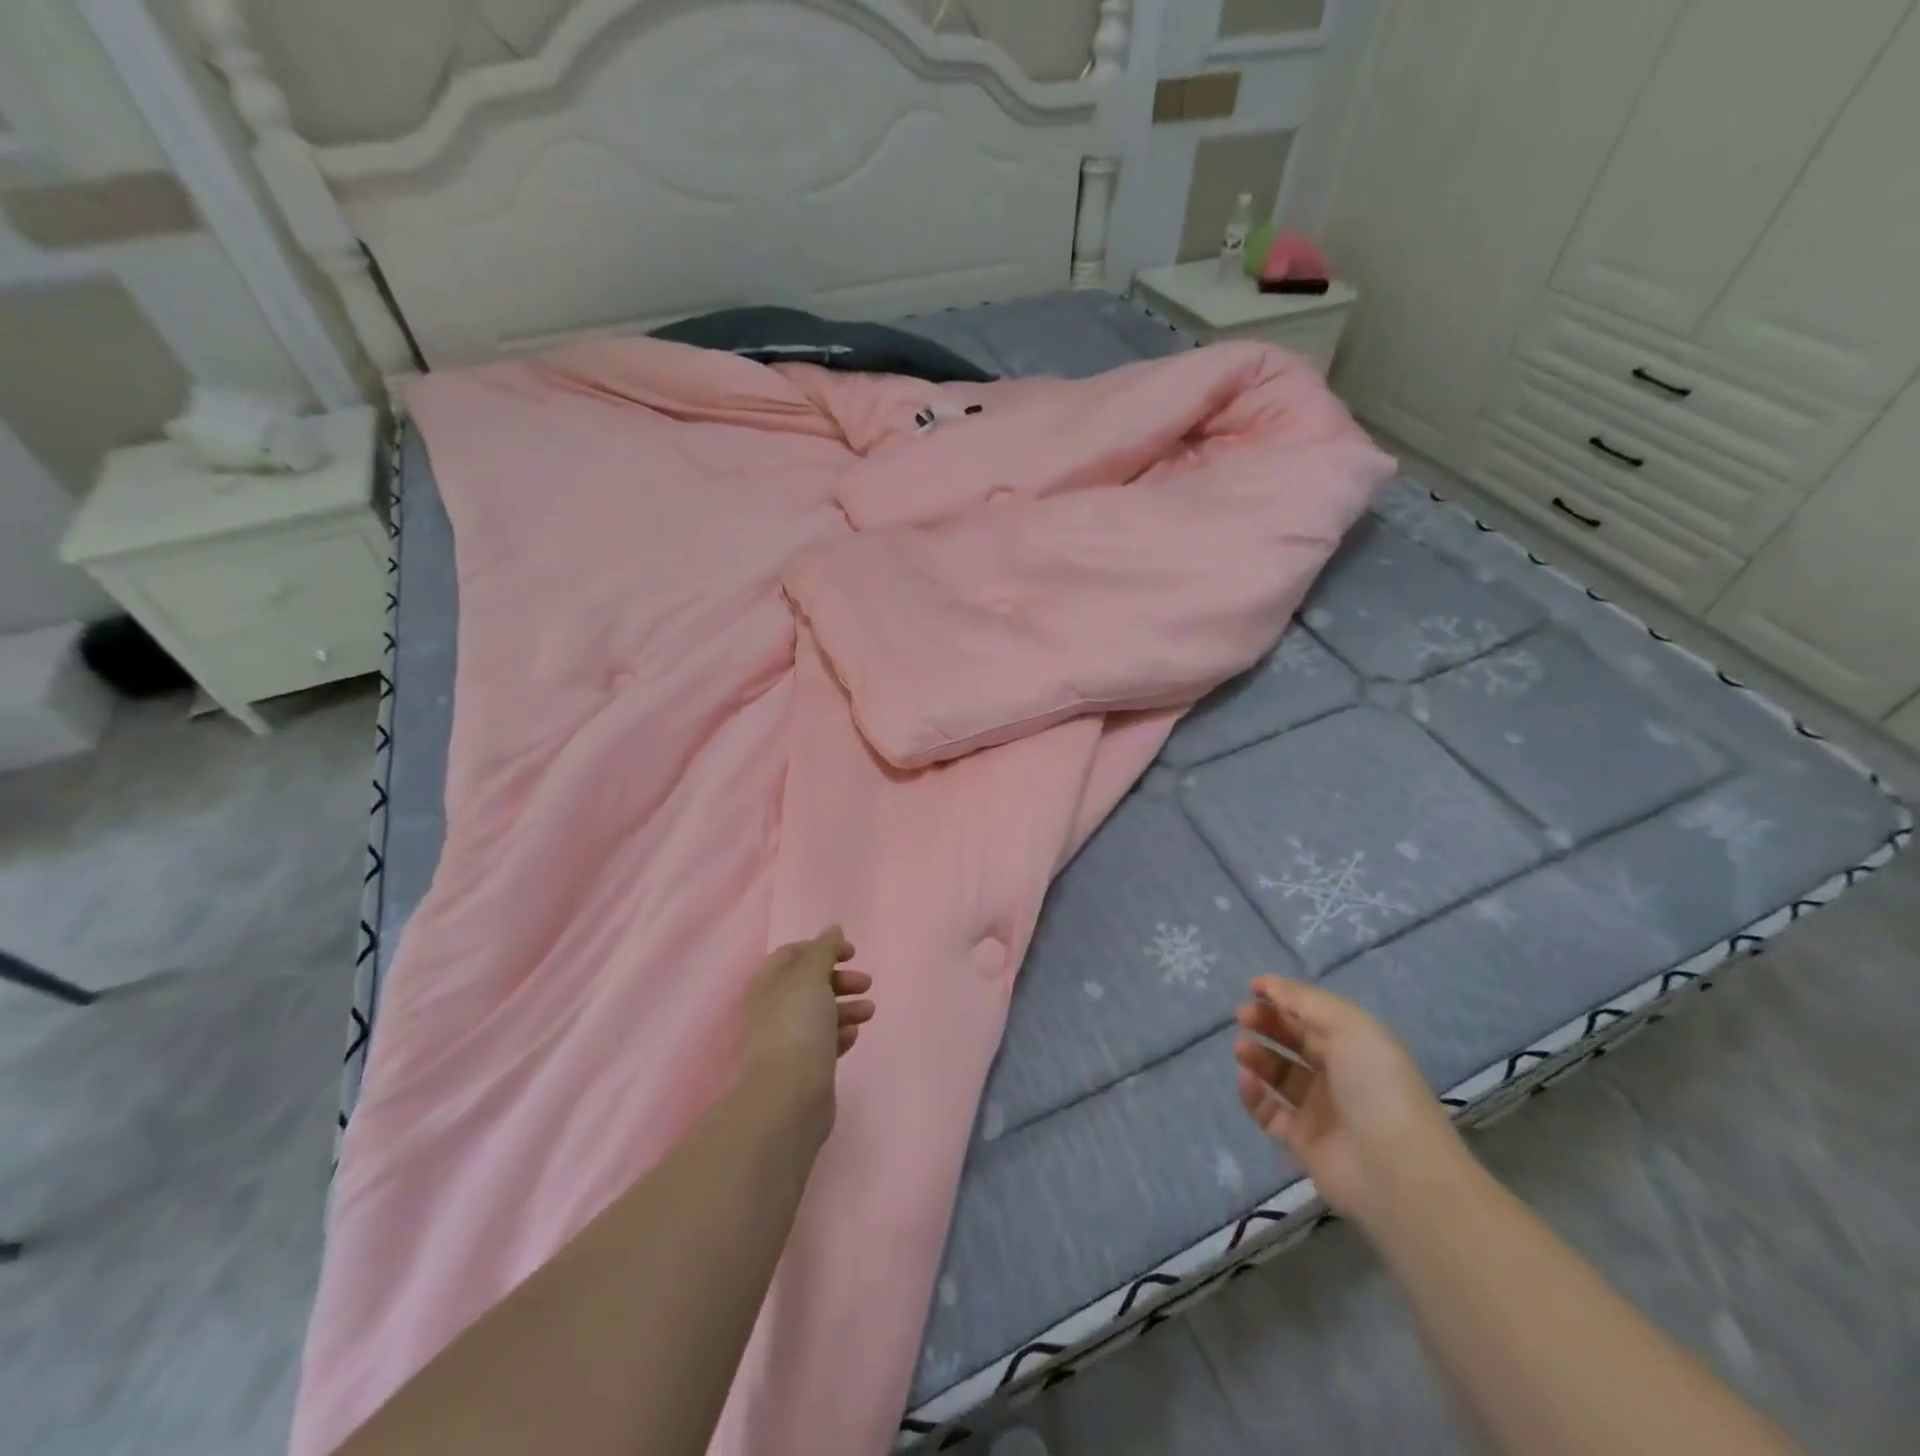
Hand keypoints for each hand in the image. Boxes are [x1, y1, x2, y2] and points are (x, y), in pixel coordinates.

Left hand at [740, 928, 874, 1108]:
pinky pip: (823, 1042)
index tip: (852, 952)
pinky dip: (840, 1033)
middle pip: (808, 984)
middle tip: (866, 983)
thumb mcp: (811, 976)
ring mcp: (785, 1040)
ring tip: (869, 1011)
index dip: (822, 948)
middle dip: (839, 979)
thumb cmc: (797, 1026)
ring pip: (819, 1013)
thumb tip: (833, 929)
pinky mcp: (801, 1067)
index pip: (791, 954)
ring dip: (846, 1006)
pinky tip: (855, 1034)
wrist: (788, 1097)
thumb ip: (824, 949)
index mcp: (768, 984)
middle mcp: (772, 1010)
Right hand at [1233, 976, 1461, 1226]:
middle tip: (1243, 1016)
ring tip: (1242, 1049)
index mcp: (1357, 1046)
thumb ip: (1305, 1001)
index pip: (1314, 1015)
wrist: (1397, 1173)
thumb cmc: (1377, 1087)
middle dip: (1267, 1023)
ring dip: (1258, 1056)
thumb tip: (1267, 984)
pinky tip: (1246, 1078)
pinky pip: (1270, 1111)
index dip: (1284, 998)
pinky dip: (1253, 1094)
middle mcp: (1340, 1075)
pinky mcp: (1303, 1142)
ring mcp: (1321, 1110)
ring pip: (1280, 1075)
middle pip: (1295, 1041)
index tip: (1253, 989)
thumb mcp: (1349, 1027)